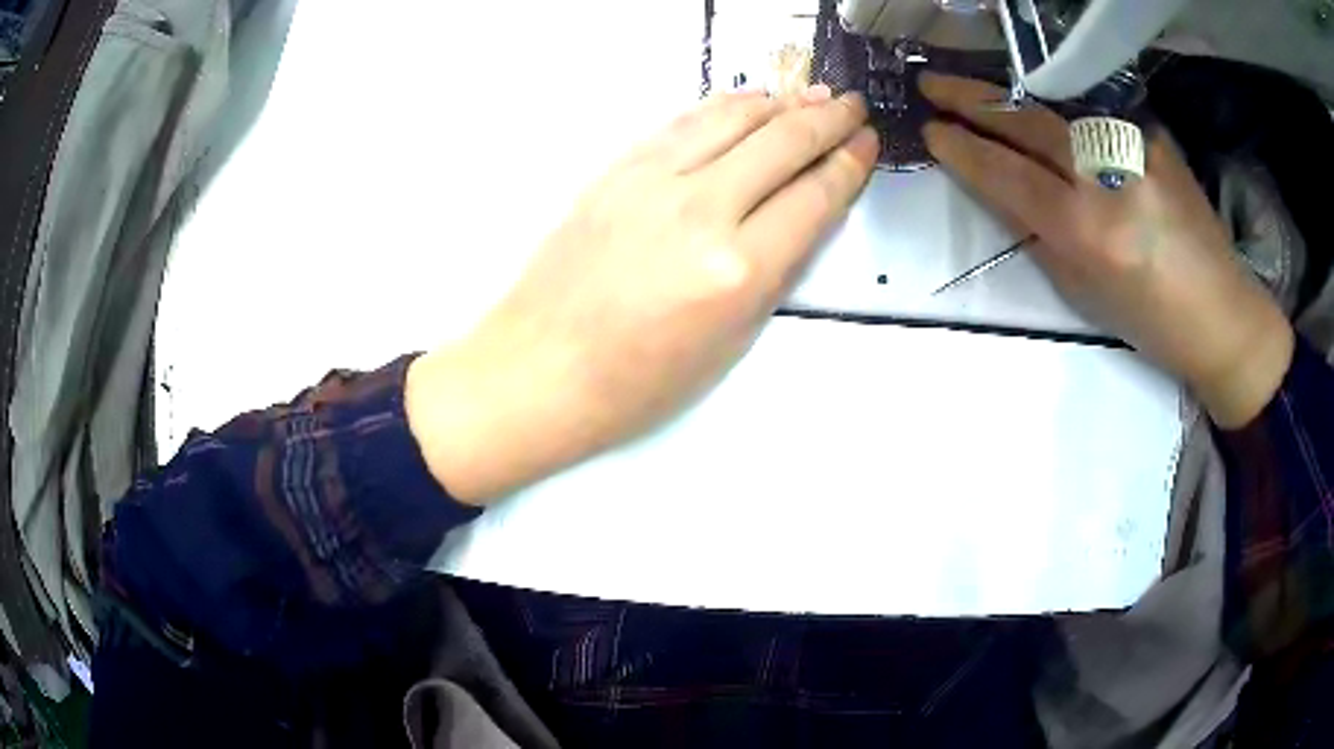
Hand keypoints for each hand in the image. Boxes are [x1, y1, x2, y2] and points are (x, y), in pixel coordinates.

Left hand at [408, 87, 878, 503]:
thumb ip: (773, 268)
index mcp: (738, 271)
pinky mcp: (616, 170)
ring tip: (810, 95)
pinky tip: (747, 101)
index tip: (866, 143)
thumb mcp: (729, 341)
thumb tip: (801, 209)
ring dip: (780, 102)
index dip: (848, 164)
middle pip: (782, 143)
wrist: (540, 368)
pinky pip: (683, 122)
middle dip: (827, 119)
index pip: (814, 196)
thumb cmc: (635, 381)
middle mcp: (700, 212)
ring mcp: (651, 182)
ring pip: (733, 118)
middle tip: (851, 106)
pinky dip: (724, 106)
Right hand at [919, 73, 1293, 427]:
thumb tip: (996, 189)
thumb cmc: (1151, 323)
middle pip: (1028, 121)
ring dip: (1010, 95)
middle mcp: (1109, 176)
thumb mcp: (1083, 291)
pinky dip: (1061, 110)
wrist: (1222, 315)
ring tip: (977, 90)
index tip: (931, 130)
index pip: (1008, 173)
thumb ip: (1036, 233)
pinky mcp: (1153, 135)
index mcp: (1088, 230)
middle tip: (931, 83)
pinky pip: (1095, 115)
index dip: (964, 149)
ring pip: (1058, 106)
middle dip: (973, 99)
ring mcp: (1135, 147)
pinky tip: (1046, 110)